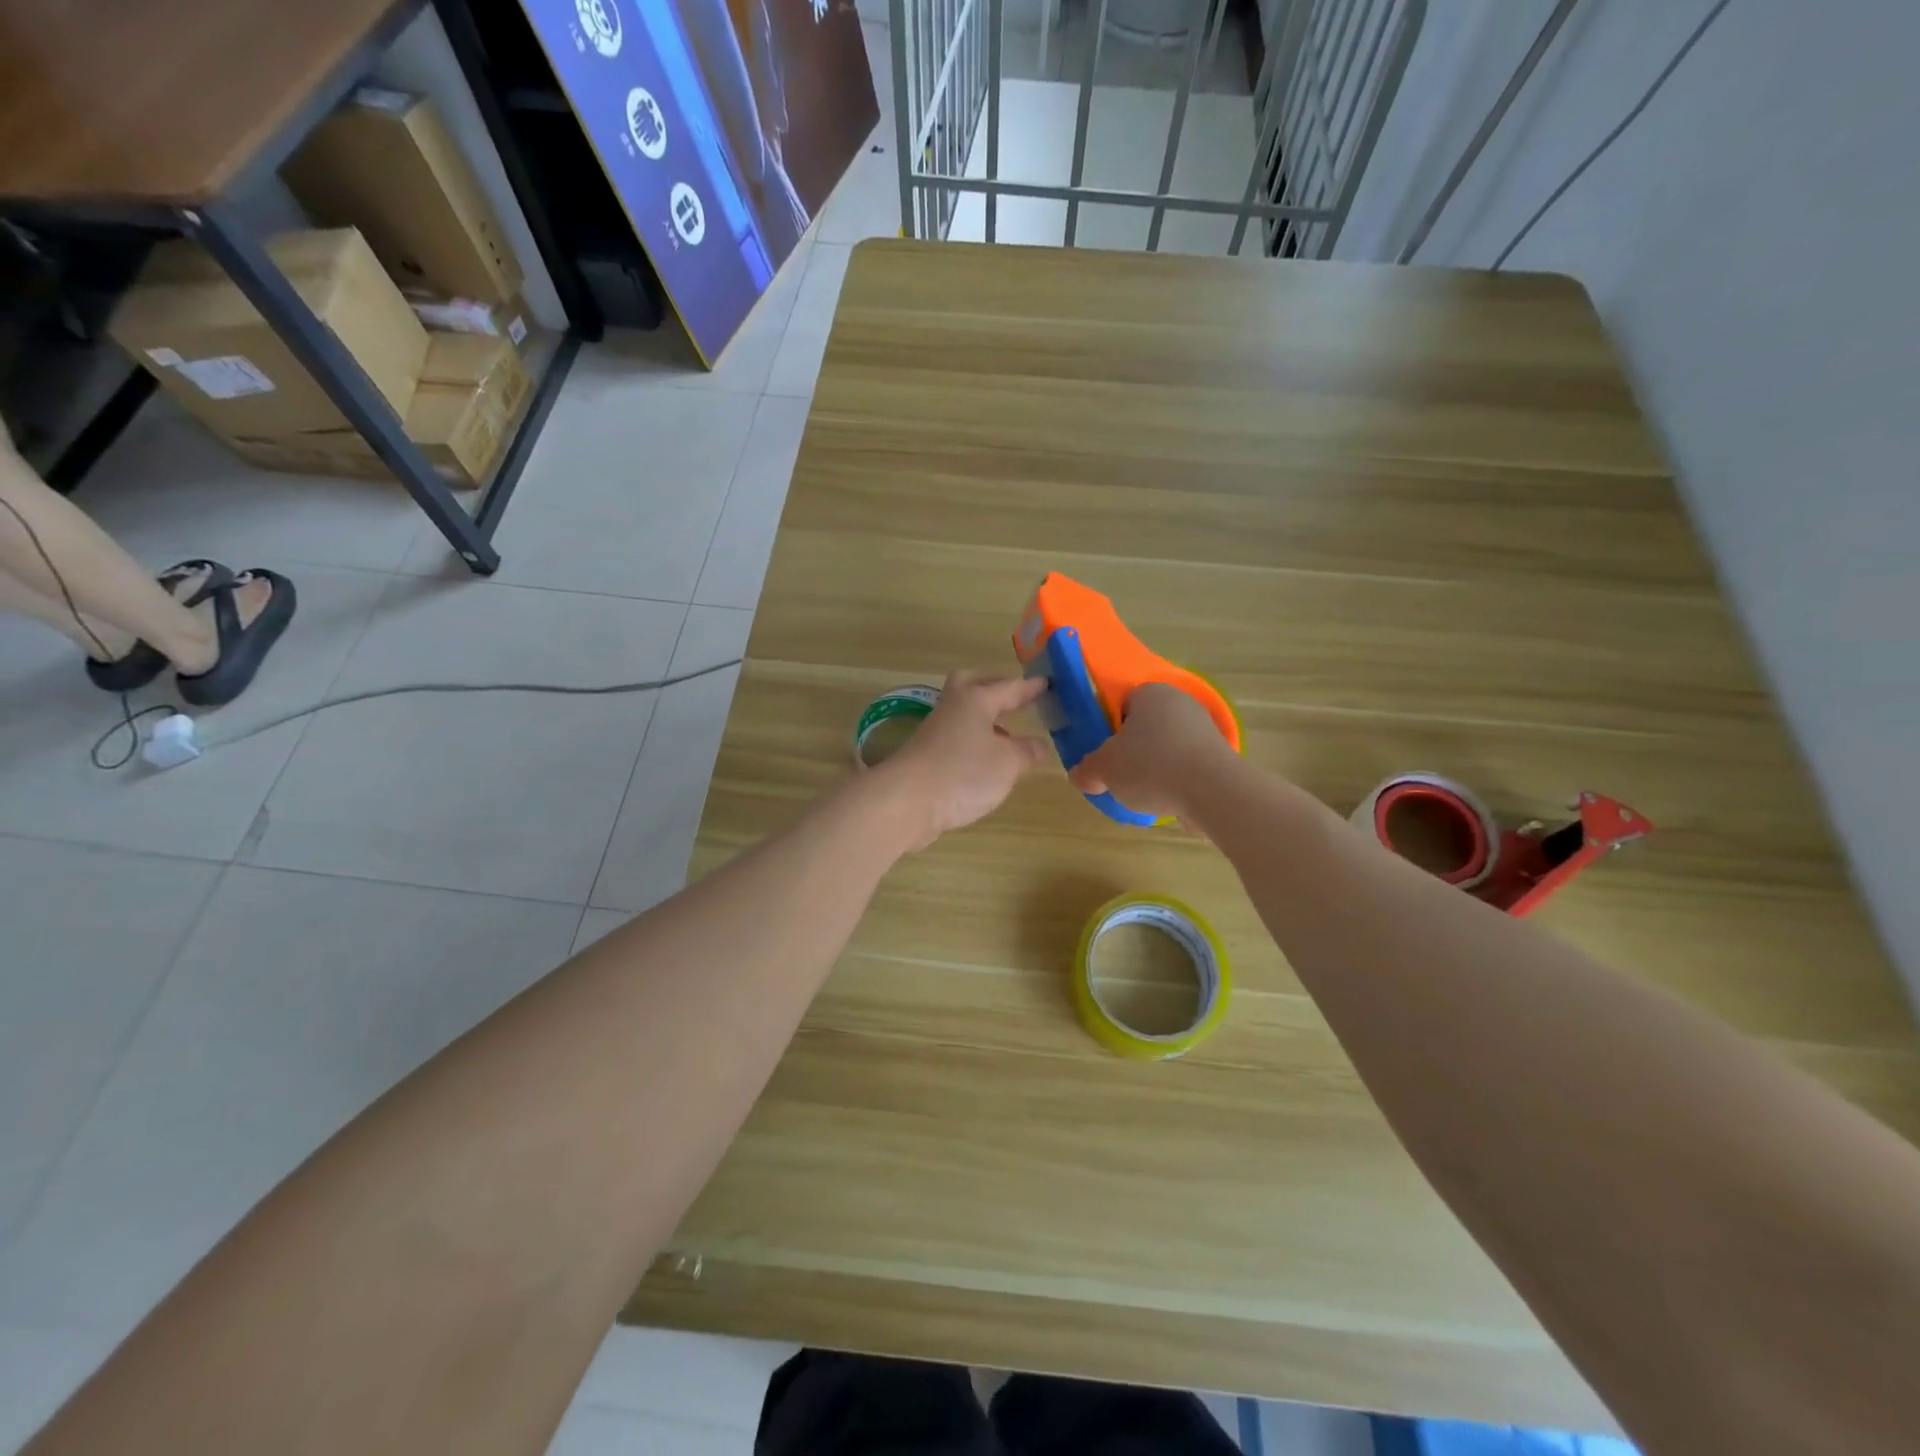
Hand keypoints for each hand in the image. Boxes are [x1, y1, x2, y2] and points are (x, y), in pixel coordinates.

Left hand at [876, 670, 1049, 848]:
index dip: (1031, 687)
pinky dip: (973, 741)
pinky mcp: (926, 756)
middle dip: (995, 687)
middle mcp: (953, 707)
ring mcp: (936, 732)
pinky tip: (986, 761)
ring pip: (962, 713)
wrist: (906, 802)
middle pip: (972, 685)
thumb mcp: (1007, 763)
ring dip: (985, 718)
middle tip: (1016, 698)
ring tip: (1009, 735)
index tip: (1048, 682)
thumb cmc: (963, 773)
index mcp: (975, 700)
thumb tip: (1039, 744)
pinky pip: (956, 738)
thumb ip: (1026, 751)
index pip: (1010, 687)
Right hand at [1067, 682, 1236, 823]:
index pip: (1123, 703)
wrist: (1213, 791)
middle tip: (1119, 775)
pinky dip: (1177, 781)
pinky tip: (1169, 801)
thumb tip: (1081, 775)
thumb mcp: (1103, 769)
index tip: (1104, 753)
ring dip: (1156, 767)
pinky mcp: (1221, 755)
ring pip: (1168, 747)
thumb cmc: (1151, 766)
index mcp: (1150, 692)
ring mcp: (1206, 728)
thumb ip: (1086, 770)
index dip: (1109, 728)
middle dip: (1132, 750)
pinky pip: (1188, 766)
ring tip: (1144, 795)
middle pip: (1146, 726)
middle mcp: (1181, 702)